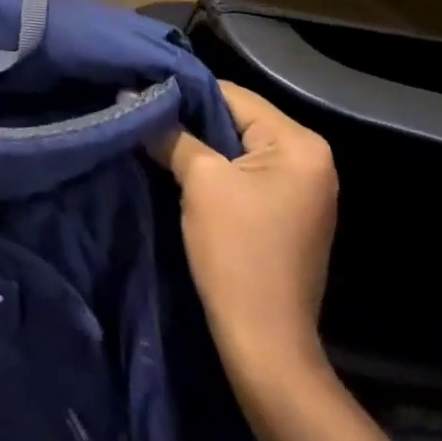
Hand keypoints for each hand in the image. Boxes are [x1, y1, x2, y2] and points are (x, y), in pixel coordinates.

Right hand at [151, 81, 337, 367]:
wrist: (265, 347)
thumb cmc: (237, 254)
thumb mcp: (200, 182)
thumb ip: (170, 133)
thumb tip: (130, 96)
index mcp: (301, 144)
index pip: (233, 95)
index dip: (186, 93)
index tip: (144, 93)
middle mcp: (311, 158)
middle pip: (237, 119)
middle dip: (191, 120)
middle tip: (146, 116)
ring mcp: (304, 188)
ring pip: (238, 147)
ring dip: (200, 145)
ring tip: (158, 139)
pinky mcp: (289, 213)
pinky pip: (246, 173)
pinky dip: (216, 170)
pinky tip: (182, 169)